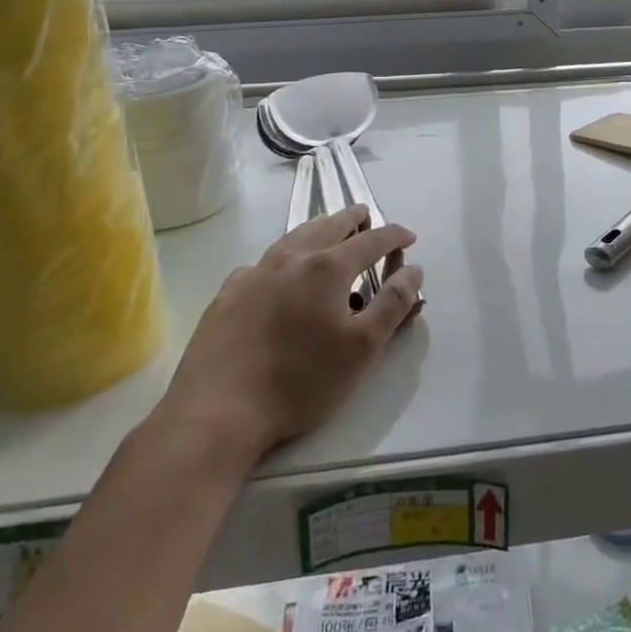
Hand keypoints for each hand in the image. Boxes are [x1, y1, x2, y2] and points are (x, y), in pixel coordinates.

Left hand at [156, 207, 423, 464]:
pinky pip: (262, 264)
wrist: (217, 412)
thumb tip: (413, 270)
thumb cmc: (300, 381)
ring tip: (329, 234)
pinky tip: (279, 276)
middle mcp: (292, 258)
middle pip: (330, 225)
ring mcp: (255, 273)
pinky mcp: (228, 294)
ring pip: (294, 237)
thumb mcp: (362, 348)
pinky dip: (282, 260)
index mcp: (328, 267)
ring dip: (318, 230)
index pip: (372, 239)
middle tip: (368, 220)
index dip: (394, 235)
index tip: (409, 237)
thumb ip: (393, 304)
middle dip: (354, 219)